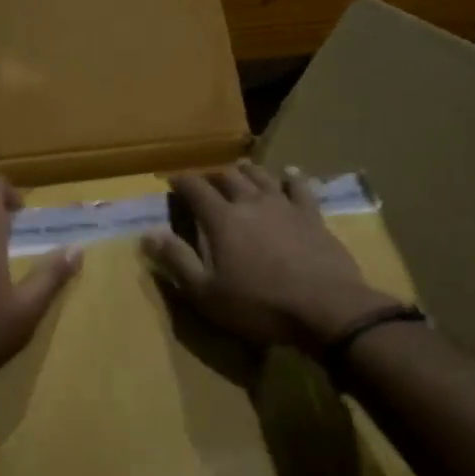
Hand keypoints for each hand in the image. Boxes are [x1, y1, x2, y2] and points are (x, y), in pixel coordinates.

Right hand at [142, 162, 397, 354]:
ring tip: (239, 167)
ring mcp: (285, 206)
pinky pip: (300, 188)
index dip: (181, 182)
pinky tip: (290, 173)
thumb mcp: (207, 292)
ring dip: (247, 171)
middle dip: (212, 175)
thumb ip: (177, 260)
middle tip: (205, 179)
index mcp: (222, 219)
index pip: (195, 189)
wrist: (326, 308)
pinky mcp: (312, 216)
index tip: (172, 180)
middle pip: (228, 177)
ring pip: (261, 176)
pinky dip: (292, 177)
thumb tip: (148, 233)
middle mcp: (251, 203)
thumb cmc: (259, 305)